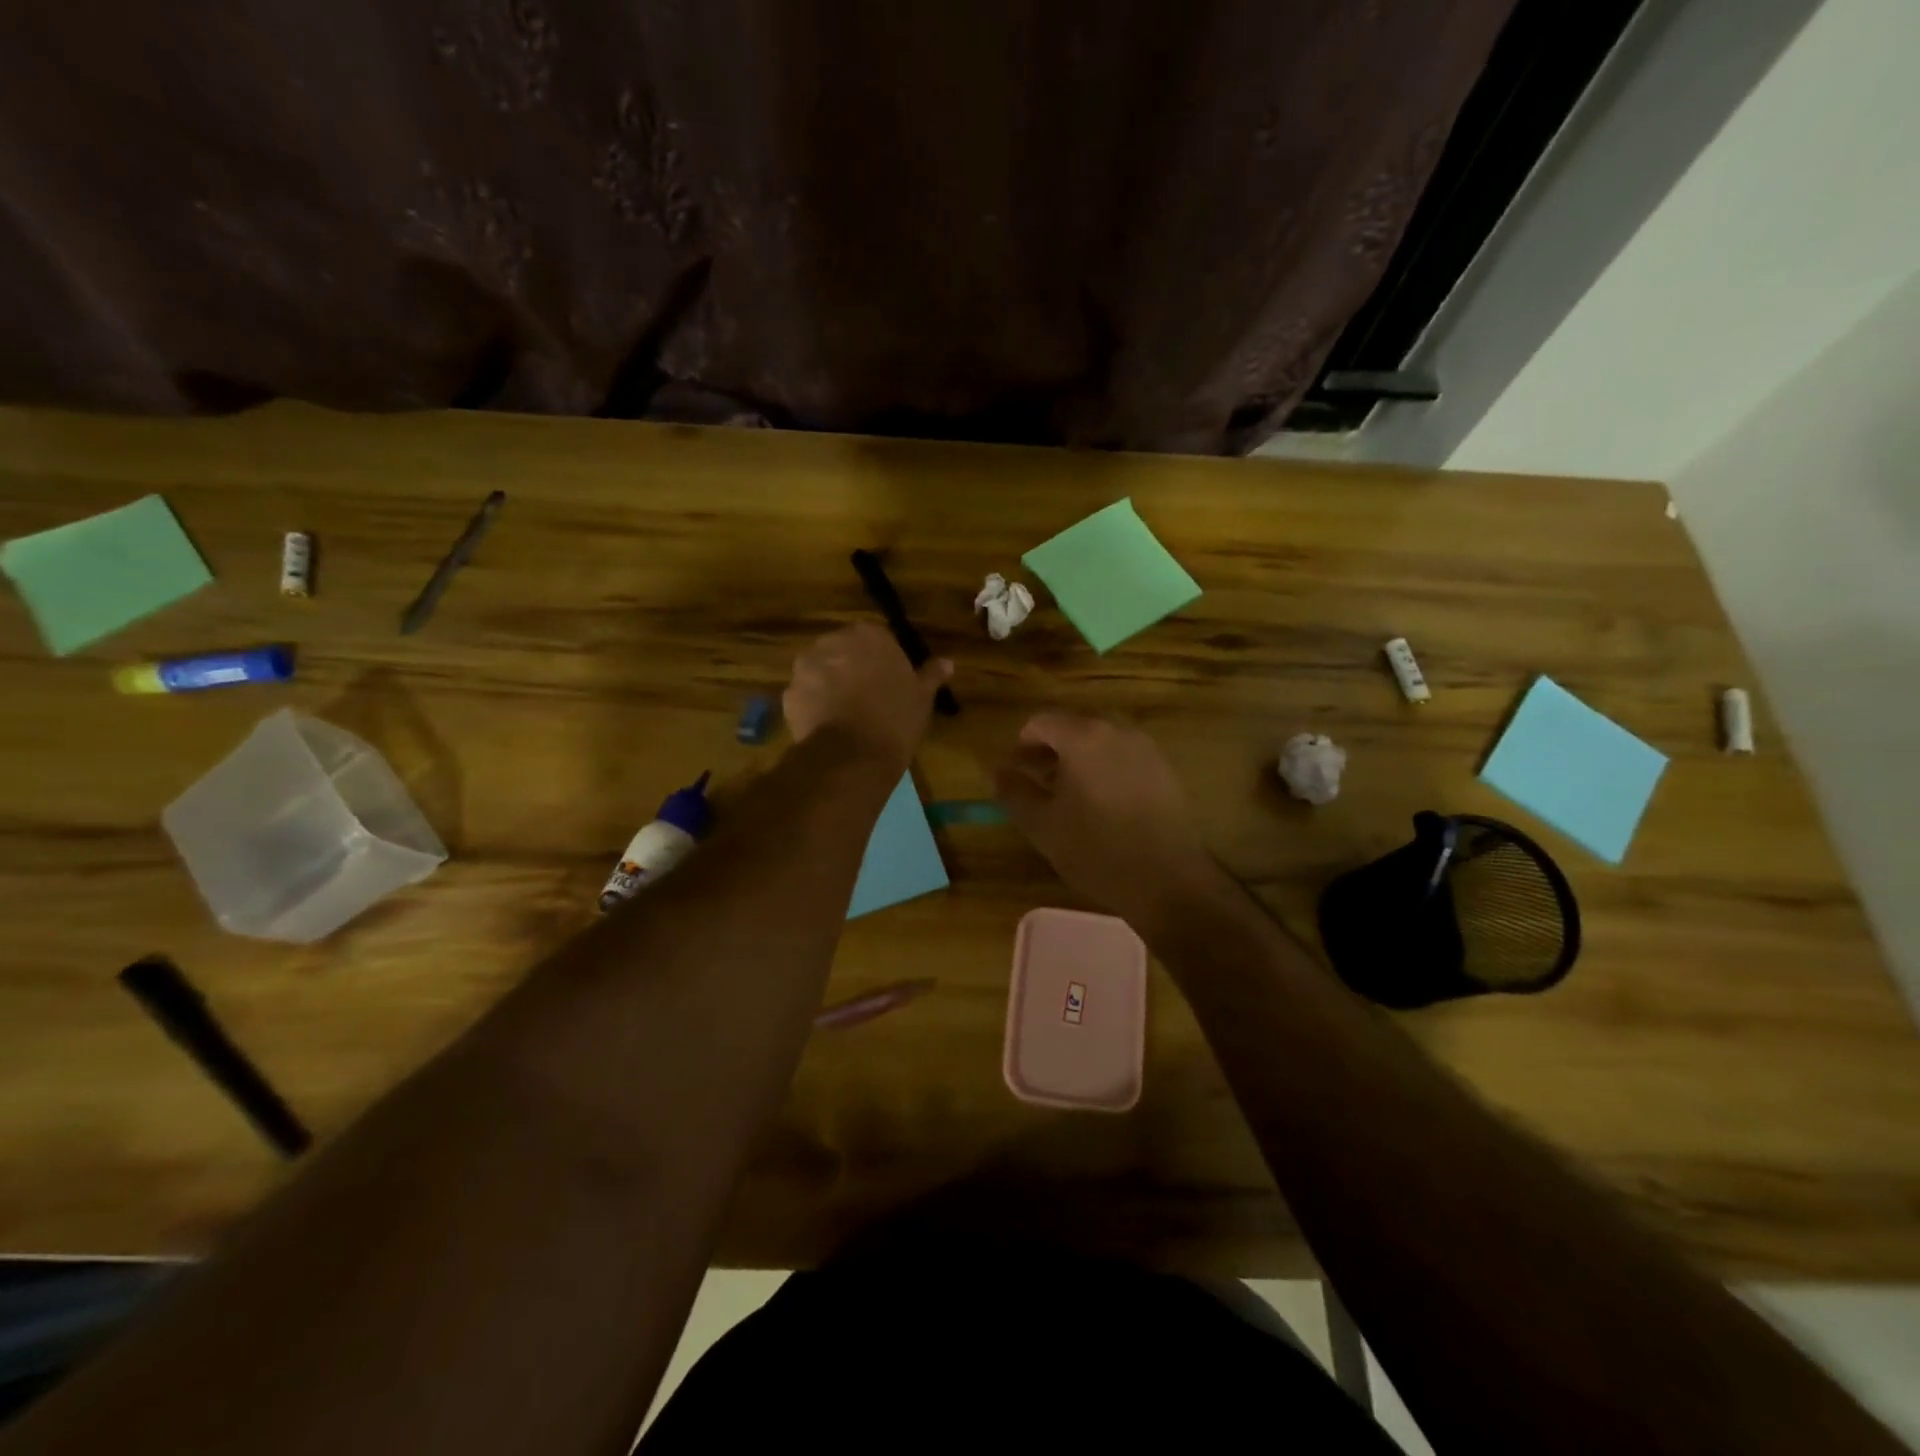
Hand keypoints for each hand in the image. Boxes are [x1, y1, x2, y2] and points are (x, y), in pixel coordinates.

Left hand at [783, 622, 952, 770]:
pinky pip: (806, 695)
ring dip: (831, 684)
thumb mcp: (922, 698)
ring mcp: (806, 667)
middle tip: (869, 696)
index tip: (891, 681)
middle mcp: (832, 641)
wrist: (852, 756)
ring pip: (821, 670)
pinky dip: (814, 706)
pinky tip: (829, 726)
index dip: (884, 660)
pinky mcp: (789, 693)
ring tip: (847, 714)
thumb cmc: (895, 719)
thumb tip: (947, 663)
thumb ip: (931, 675)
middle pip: (844, 649)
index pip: (877, 638)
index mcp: (869, 635)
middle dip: (853, 668)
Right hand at [995, 712, 1222, 928]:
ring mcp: (1146, 748)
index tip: (1014, 772)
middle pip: (1073, 726)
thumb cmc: (1097, 850)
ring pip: (1101, 741)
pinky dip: (1105, 768)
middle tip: (1037, 784)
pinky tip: (1101, 804)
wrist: (1169, 880)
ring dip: (1078, 759)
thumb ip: (1014, 791)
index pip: (1041, 722)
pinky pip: (1124, 757)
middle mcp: (1118, 730)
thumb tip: (997, 771)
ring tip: (1067, 796)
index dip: (1022, 745)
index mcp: (1084, 737)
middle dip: (1050, 750)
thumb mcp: (1042, 824)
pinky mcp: (1165, 770)